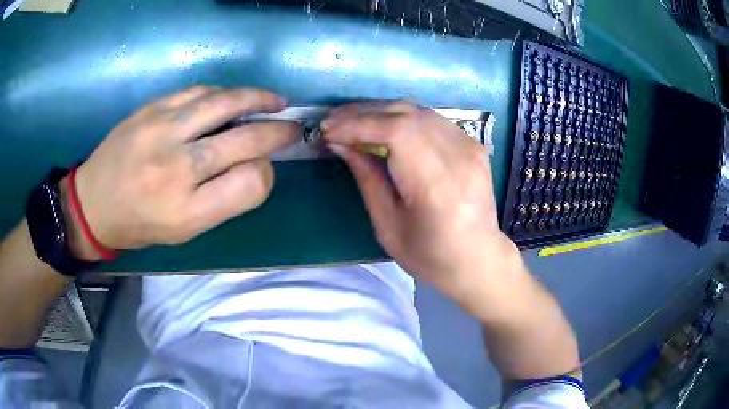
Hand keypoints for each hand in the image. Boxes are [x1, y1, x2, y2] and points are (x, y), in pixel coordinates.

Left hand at [66, 86, 298, 258]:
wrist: (92, 202)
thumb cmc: (139, 224)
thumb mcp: (183, 230)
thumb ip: (222, 200)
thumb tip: (255, 165)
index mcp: (187, 211)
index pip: (251, 184)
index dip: (267, 173)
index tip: (265, 168)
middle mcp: (177, 168)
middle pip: (245, 140)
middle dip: (279, 132)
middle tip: (293, 127)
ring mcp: (162, 131)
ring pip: (225, 103)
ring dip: (258, 99)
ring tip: (275, 101)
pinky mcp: (151, 109)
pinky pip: (198, 92)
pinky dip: (223, 93)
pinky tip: (232, 98)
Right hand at [322, 102, 523, 311]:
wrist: (479, 259)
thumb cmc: (431, 256)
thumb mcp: (388, 227)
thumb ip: (367, 179)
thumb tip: (340, 143)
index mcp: (437, 186)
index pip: (396, 132)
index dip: (358, 124)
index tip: (329, 130)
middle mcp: (458, 157)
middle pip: (406, 114)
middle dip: (363, 113)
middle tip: (334, 122)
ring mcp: (471, 147)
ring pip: (418, 110)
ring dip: (381, 112)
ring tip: (353, 122)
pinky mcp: (473, 144)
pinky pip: (431, 119)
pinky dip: (402, 118)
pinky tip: (384, 128)